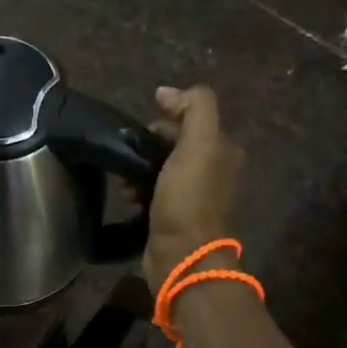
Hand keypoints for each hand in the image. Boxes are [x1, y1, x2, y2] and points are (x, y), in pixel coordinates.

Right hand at [144, 85, 244, 289]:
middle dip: (148, 143)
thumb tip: (167, 92)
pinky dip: (137, 188)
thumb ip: (194, 108)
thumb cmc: (189, 198)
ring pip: (160, 166)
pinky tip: (126, 194)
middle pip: (175, 141)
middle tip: (128, 153)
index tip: (143, 128)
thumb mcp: (199, 144)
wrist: (182, 255)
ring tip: (122, 177)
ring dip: (138, 166)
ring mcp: (195, 195)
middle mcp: (214, 170)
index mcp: (224, 151)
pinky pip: (152, 189)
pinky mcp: (175, 214)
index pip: (192, 118)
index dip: (167, 116)